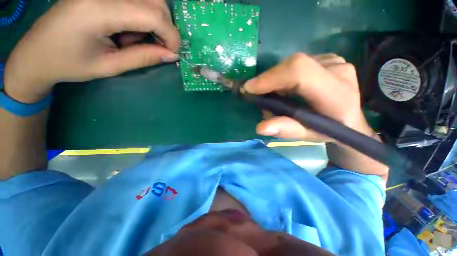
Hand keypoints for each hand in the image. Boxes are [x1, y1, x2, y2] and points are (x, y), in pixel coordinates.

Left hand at [5, 0, 179, 102]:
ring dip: (153, 21)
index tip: (173, 53)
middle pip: (155, 1)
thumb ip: (144, 57)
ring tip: (133, 39)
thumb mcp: (110, 66)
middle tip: (156, 47)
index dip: (171, 35)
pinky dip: (142, 15)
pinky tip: (126, 28)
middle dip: (165, 28)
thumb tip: (172, 55)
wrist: (36, 52)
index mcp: (98, 10)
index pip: (153, 15)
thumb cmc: (69, 64)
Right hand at [245, 53, 387, 179]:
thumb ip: (286, 130)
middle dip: (269, 80)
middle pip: (293, 65)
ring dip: (276, 79)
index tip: (249, 88)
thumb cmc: (329, 131)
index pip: (299, 73)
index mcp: (336, 94)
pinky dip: (284, 76)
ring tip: (273, 95)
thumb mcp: (307, 135)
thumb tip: (260, 127)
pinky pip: (298, 64)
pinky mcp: (329, 58)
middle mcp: (338, 71)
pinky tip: (286, 89)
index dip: (270, 78)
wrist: (350, 120)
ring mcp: (335, 61)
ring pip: (293, 64)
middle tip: (259, 95)